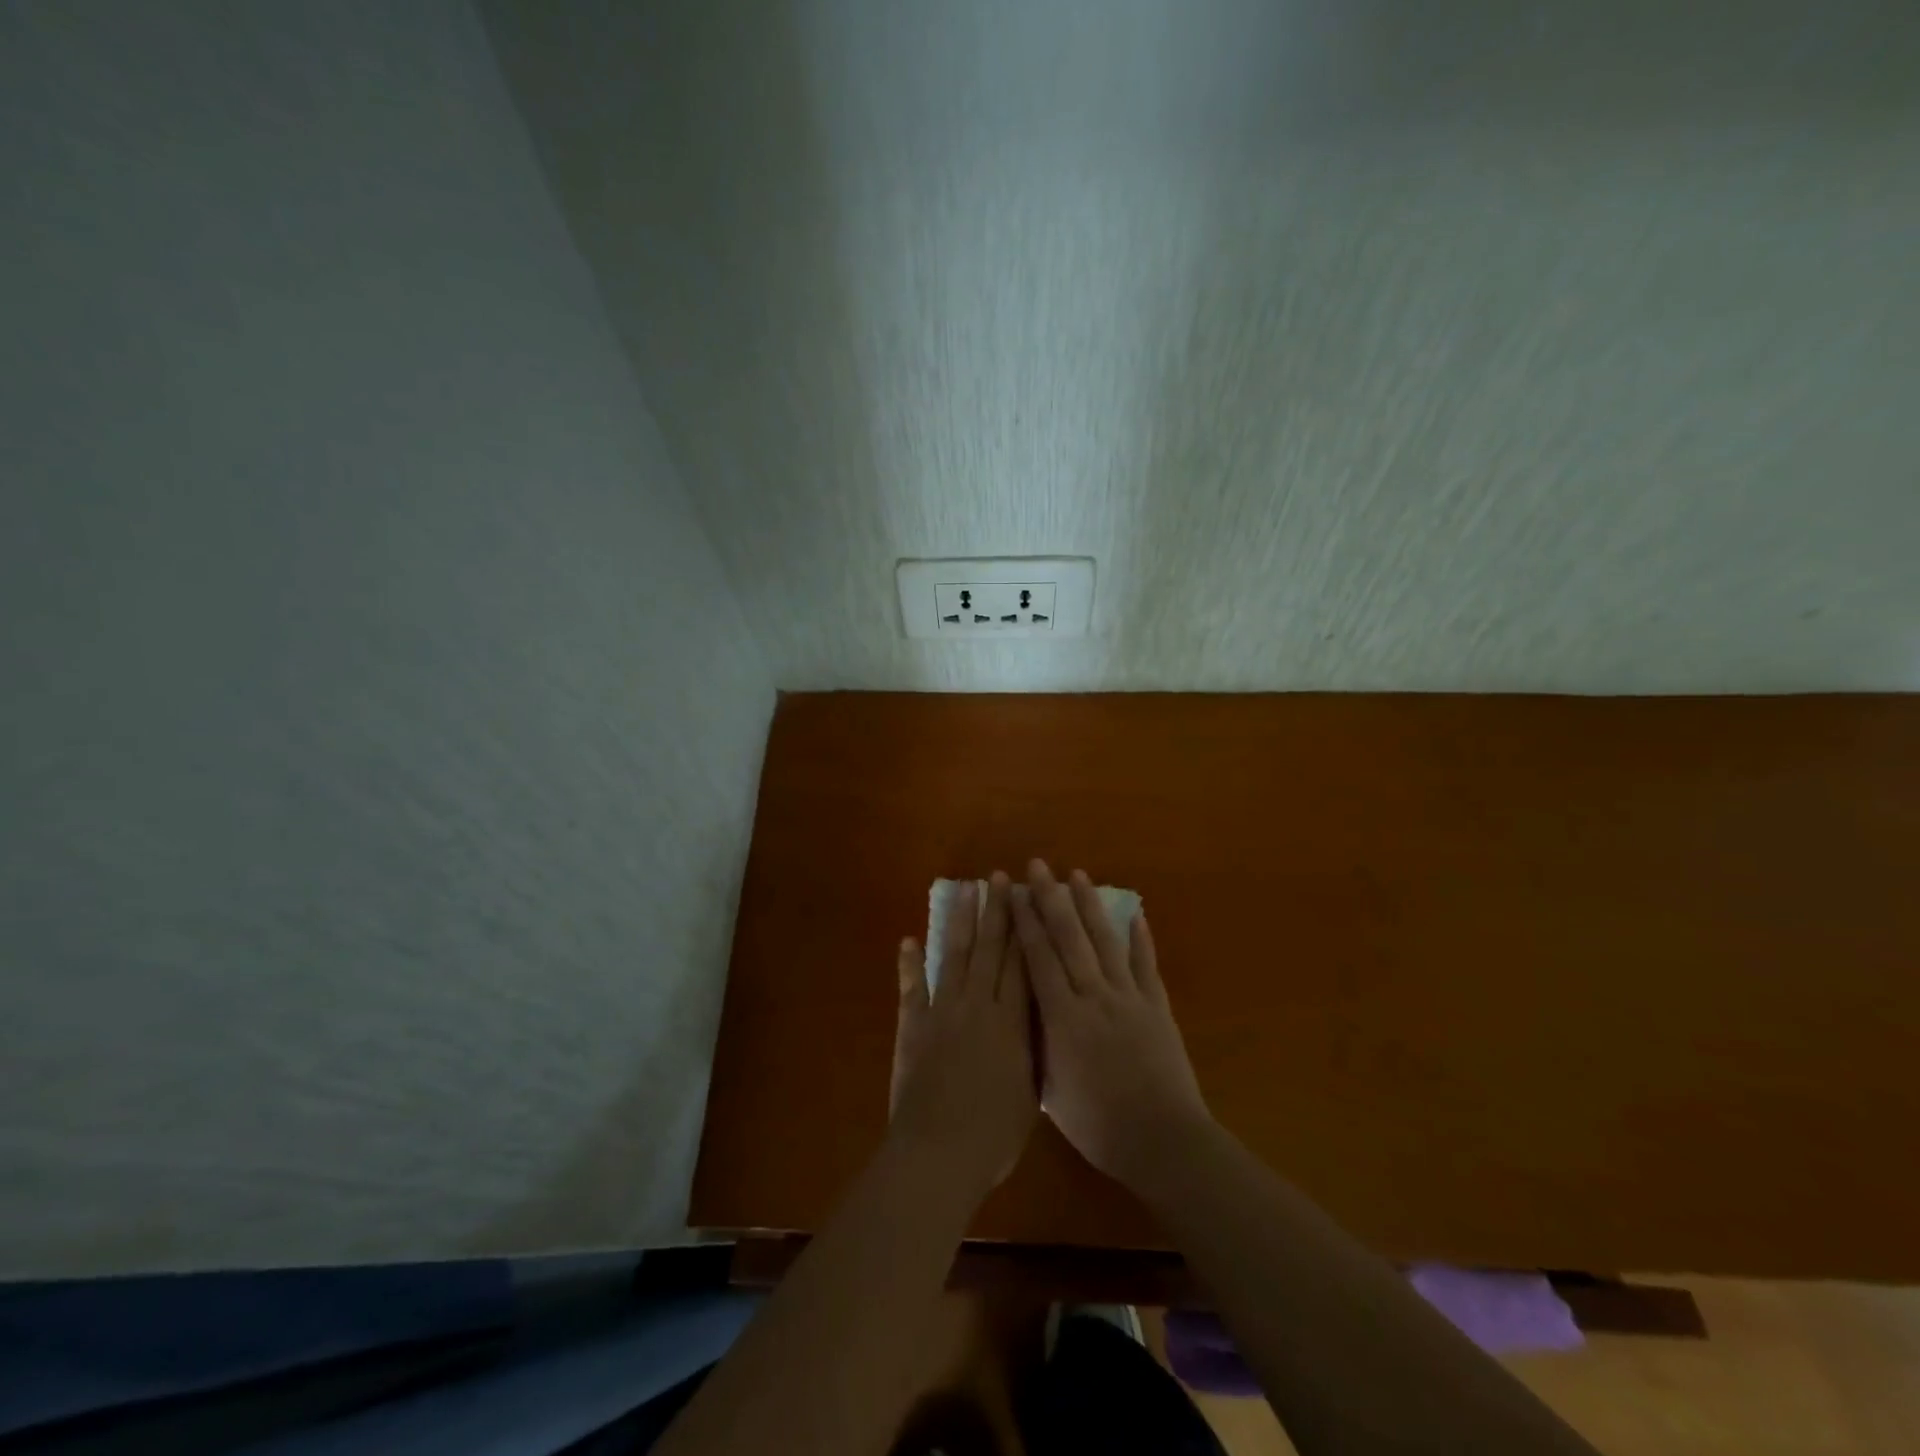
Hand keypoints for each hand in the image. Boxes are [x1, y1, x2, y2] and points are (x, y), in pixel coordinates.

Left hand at [889, 872, 1037, 1196]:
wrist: (938, 1153)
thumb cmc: (994, 1134)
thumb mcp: (1030, 1093)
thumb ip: (1033, 1049)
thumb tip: (1038, 1018)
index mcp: (1012, 1022)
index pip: (1021, 964)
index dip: (1025, 928)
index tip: (1028, 897)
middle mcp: (978, 1006)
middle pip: (990, 949)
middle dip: (996, 911)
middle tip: (998, 877)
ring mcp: (942, 1011)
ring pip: (954, 955)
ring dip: (960, 921)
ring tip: (964, 890)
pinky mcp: (913, 1025)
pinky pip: (912, 987)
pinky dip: (910, 963)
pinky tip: (909, 940)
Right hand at [1011, 860, 1211, 1191]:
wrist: (1162, 1140)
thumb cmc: (1099, 1125)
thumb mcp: (1052, 1092)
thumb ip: (1037, 1048)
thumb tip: (1023, 1019)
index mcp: (1062, 1017)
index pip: (1038, 959)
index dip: (1025, 922)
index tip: (1014, 892)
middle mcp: (1093, 996)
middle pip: (1069, 939)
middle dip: (1051, 899)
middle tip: (1040, 866)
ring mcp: (1129, 998)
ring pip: (1105, 942)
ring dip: (1090, 906)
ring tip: (1078, 875)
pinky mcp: (1157, 1007)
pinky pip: (1146, 966)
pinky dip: (1141, 939)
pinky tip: (1136, 914)